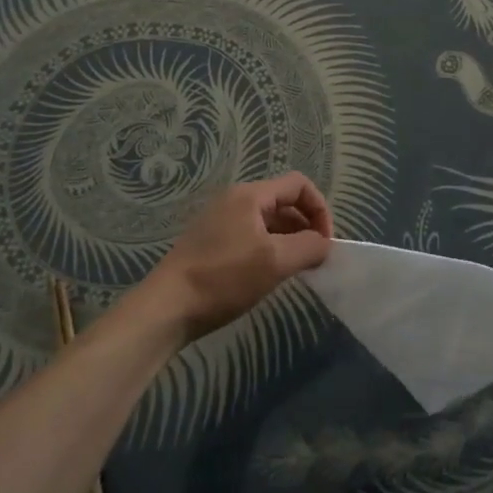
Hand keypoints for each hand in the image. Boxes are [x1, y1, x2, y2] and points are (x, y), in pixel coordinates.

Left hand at [144, 173, 334, 341]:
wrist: (167, 307)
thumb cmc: (224, 278)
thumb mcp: (275, 262)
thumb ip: (308, 247)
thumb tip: (324, 245)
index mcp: (250, 195)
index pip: (299, 185)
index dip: (319, 209)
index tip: (325, 242)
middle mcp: (235, 201)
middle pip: (284, 202)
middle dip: (306, 227)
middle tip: (315, 259)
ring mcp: (221, 222)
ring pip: (268, 222)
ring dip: (289, 241)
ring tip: (297, 270)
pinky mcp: (212, 244)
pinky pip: (252, 237)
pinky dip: (270, 250)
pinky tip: (270, 276)